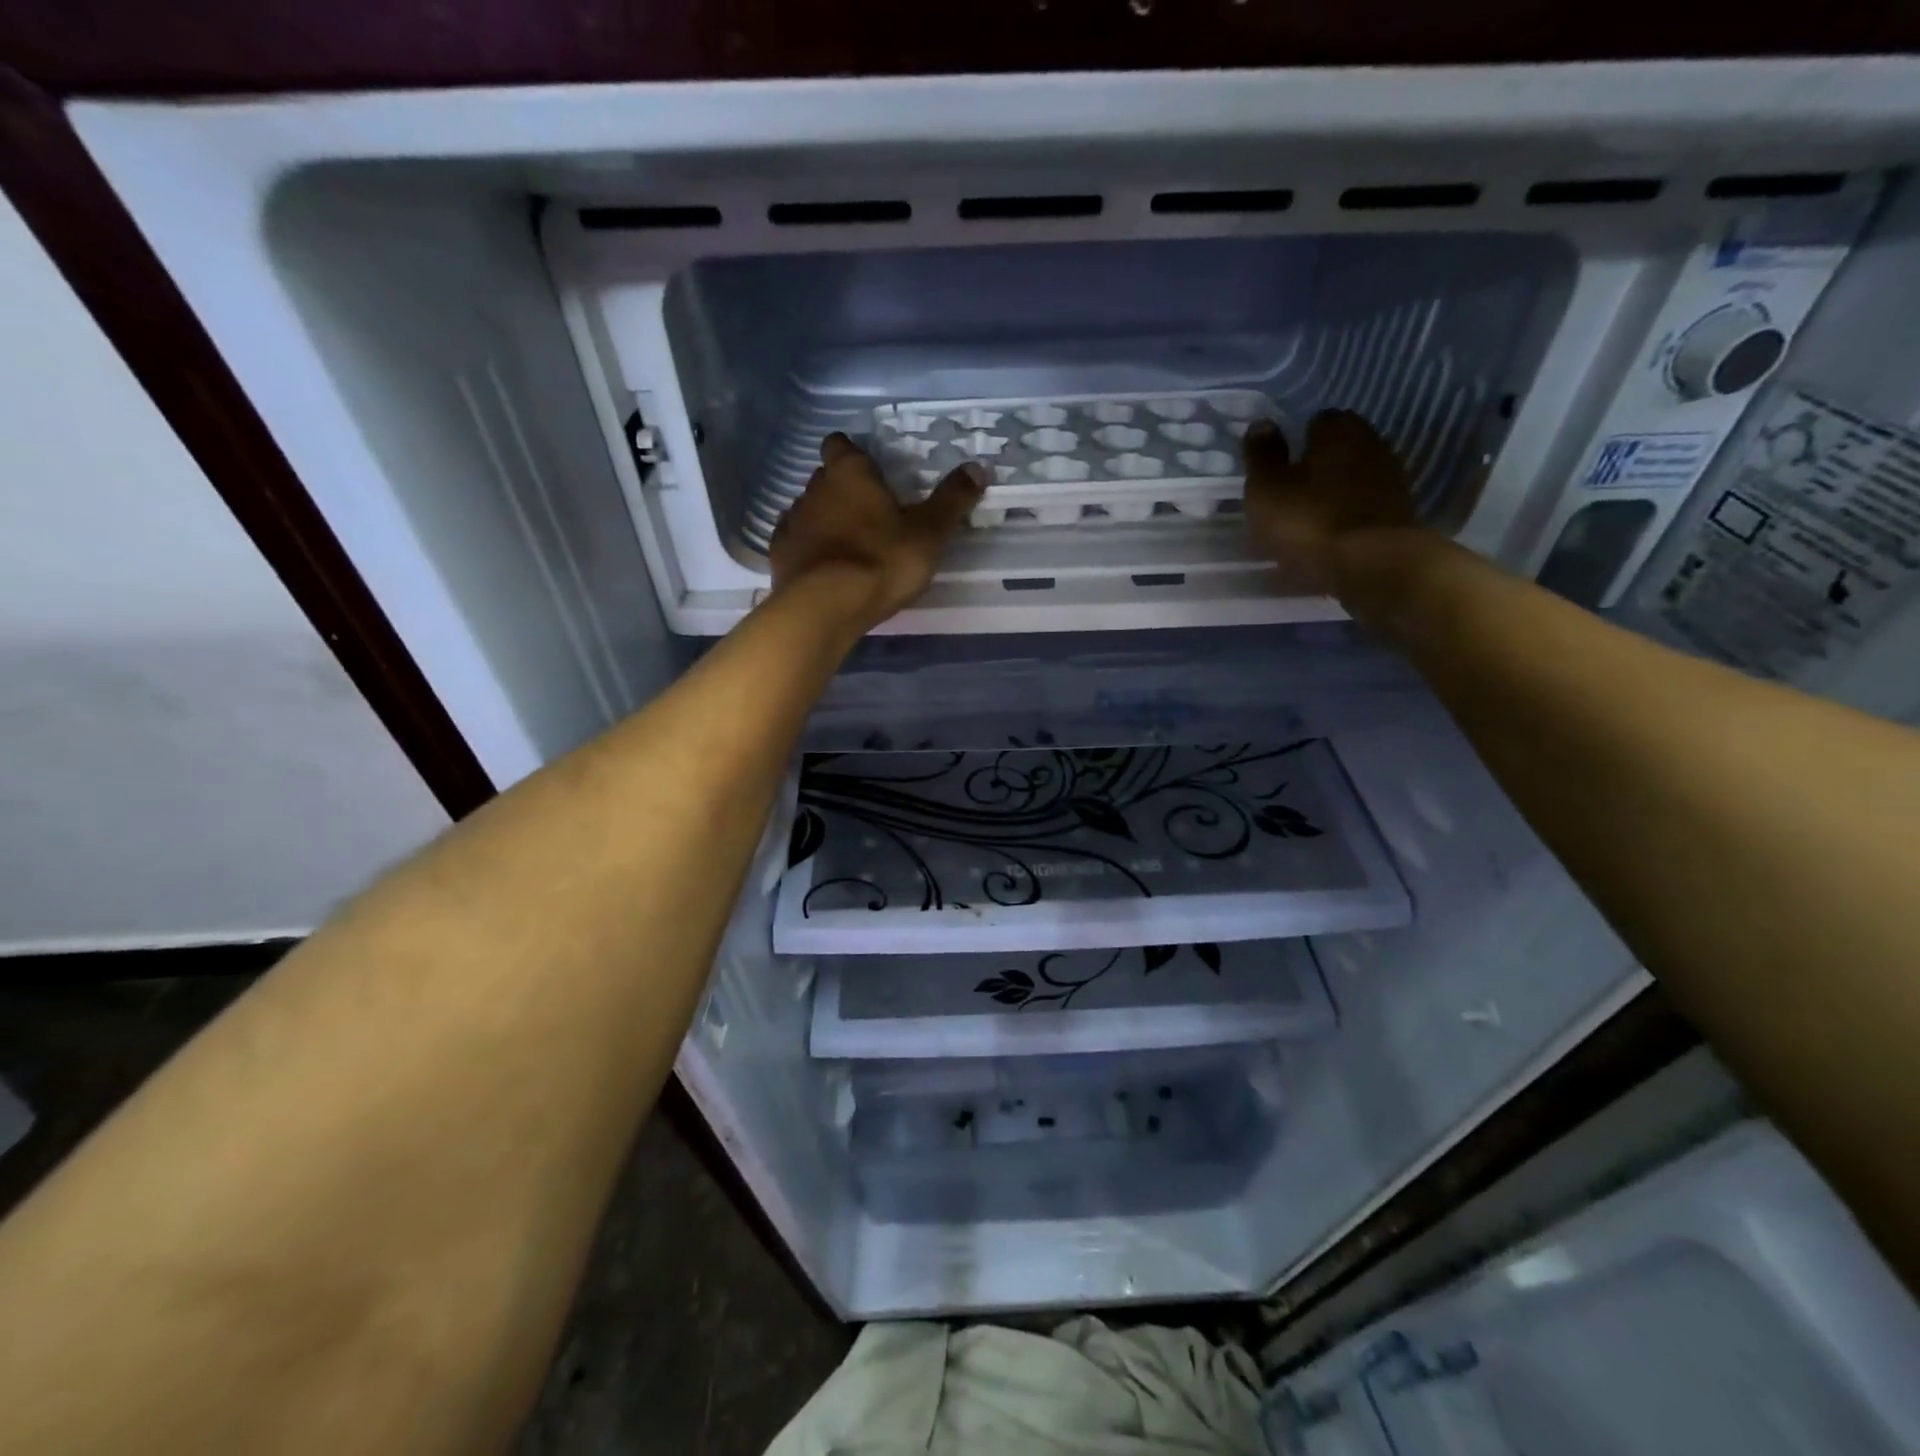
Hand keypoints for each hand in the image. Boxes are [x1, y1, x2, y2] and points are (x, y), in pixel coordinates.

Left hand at [769, 433, 985, 630]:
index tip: (870, 472)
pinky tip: (823, 568)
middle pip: (826, 478)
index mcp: (849, 474)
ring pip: (809, 510)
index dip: (853, 454)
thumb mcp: (929, 532)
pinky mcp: (778, 555)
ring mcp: (791, 522)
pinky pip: (794, 543)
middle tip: (870, 514)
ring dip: (825, 521)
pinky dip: (808, 550)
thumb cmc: (881, 560)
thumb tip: (977, 467)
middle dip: (843, 490)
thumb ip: (952, 500)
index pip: (841, 445)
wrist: (825, 606)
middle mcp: (814, 489)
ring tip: (849, 546)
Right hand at [1243, 410, 1419, 593]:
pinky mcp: (1397, 517)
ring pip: (1348, 485)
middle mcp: (1372, 445)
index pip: (1316, 422)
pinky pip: (1358, 514)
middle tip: (1286, 498)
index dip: (1295, 442)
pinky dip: (1342, 524)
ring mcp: (1389, 482)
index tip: (1278, 467)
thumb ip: (1262, 455)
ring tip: (1301, 528)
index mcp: (1339, 430)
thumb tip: (1263, 423)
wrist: (1374, 566)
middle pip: (1336, 454)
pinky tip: (1323, 546)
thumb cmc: (1310, 520)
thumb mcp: (1267, 489)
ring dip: (1328, 500)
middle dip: (1313, 471)